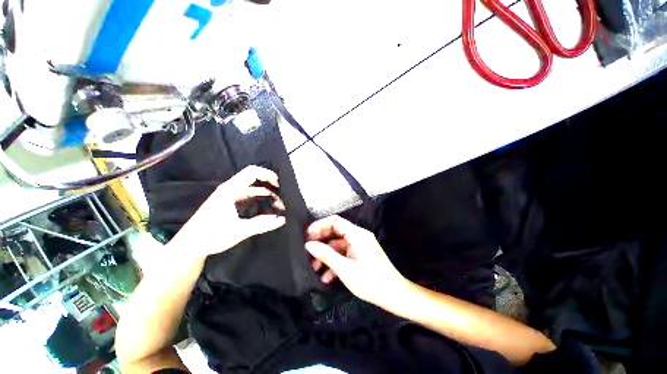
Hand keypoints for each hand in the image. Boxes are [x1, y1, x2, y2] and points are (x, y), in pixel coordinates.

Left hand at [172, 165, 285, 257]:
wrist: (189, 246)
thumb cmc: (211, 236)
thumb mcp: (239, 230)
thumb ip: (262, 224)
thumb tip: (282, 219)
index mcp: (230, 190)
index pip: (252, 172)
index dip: (268, 175)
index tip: (279, 185)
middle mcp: (230, 189)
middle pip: (254, 179)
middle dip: (270, 187)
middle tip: (281, 199)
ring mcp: (229, 196)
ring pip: (252, 189)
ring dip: (266, 195)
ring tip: (277, 207)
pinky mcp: (229, 204)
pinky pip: (248, 197)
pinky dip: (259, 200)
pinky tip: (266, 210)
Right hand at [305, 215, 407, 307]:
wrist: (393, 295)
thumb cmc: (370, 281)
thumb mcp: (345, 269)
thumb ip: (326, 255)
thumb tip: (309, 245)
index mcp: (356, 234)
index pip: (335, 221)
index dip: (320, 225)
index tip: (307, 235)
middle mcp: (358, 236)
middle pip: (335, 232)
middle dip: (321, 241)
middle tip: (308, 251)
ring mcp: (360, 245)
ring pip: (338, 245)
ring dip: (327, 254)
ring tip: (314, 268)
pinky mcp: (360, 254)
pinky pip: (344, 253)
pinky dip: (335, 261)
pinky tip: (327, 276)